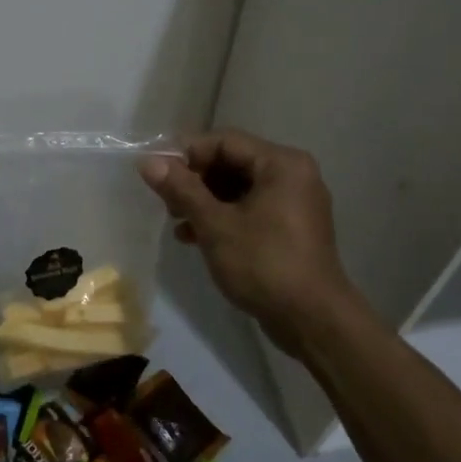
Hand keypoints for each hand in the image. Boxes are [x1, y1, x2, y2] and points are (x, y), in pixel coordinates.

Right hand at [139, 130, 358, 351]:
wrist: (312, 320)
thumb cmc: (264, 264)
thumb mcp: (215, 225)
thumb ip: (182, 189)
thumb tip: (148, 161)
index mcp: (281, 163)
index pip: (225, 141)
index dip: (187, 154)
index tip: (157, 175)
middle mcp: (292, 175)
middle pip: (232, 162)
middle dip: (195, 181)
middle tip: (166, 203)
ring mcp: (294, 203)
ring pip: (238, 188)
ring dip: (204, 202)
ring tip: (176, 223)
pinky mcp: (290, 228)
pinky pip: (250, 209)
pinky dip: (223, 218)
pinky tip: (194, 238)